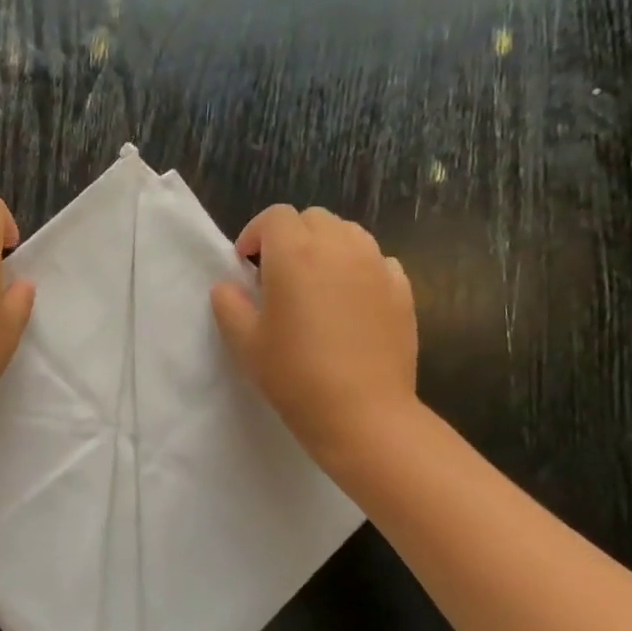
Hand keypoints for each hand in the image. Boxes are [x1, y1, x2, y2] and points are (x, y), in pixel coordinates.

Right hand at [210, 205, 417, 467]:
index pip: (275, 217)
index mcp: (295, 254)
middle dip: (291, 237)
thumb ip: (229, 305)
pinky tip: (350, 302)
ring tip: (316, 284)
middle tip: (278, 275)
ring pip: (349, 233)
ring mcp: (377, 266)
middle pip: (314, 219)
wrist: (362, 413)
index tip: (247, 267)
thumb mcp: (244, 343)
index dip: (256, 235)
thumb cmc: (294, 376)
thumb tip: (229, 287)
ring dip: (327, 247)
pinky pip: (377, 261)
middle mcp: (339, 247)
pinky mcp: (402, 290)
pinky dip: (359, 268)